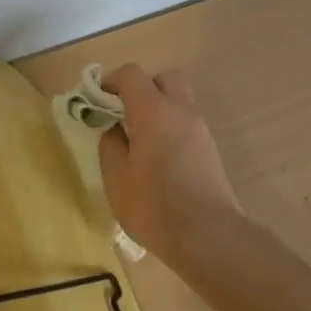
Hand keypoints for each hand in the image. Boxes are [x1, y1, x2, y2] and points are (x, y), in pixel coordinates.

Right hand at [99, 64, 244, 265]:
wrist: (209, 236)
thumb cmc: (154, 205)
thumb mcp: (117, 178)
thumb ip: (111, 144)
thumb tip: (115, 128)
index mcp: (153, 110)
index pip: (131, 74)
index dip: (111, 81)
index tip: (99, 101)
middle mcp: (180, 109)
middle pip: (163, 78)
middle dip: (142, 88)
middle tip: (126, 114)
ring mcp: (200, 127)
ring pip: (179, 99)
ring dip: (159, 107)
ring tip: (142, 140)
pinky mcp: (210, 147)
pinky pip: (187, 122)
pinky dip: (172, 126)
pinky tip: (161, 158)